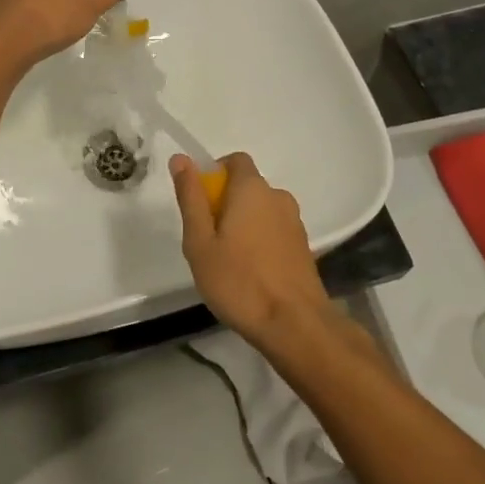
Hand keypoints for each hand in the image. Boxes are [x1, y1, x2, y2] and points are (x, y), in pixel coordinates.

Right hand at [170, 152, 330, 343]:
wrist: (294, 324)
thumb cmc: (239, 281)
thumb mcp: (200, 242)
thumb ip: (191, 198)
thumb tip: (181, 159)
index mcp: (252, 189)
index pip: (235, 160)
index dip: (215, 173)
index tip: (200, 203)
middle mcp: (278, 197)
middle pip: (247, 187)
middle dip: (226, 204)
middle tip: (208, 240)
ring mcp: (294, 222)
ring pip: (262, 211)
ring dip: (244, 224)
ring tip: (228, 261)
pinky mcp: (303, 247)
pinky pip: (275, 231)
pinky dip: (260, 242)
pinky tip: (251, 274)